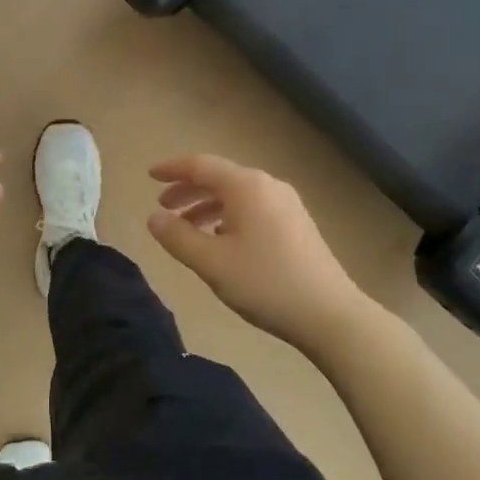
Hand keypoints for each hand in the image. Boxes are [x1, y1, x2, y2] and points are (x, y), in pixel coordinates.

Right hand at [148, 154, 367, 351]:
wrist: (331, 315)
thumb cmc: (266, 283)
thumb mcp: (212, 263)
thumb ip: (177, 237)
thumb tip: (153, 218)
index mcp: (246, 186)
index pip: (201, 165)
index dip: (172, 169)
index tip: (149, 175)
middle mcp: (268, 185)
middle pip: (220, 177)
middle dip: (188, 189)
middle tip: (163, 206)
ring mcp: (287, 204)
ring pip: (237, 195)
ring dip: (207, 206)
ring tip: (187, 227)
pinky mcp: (297, 224)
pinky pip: (253, 208)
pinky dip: (228, 216)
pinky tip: (221, 240)